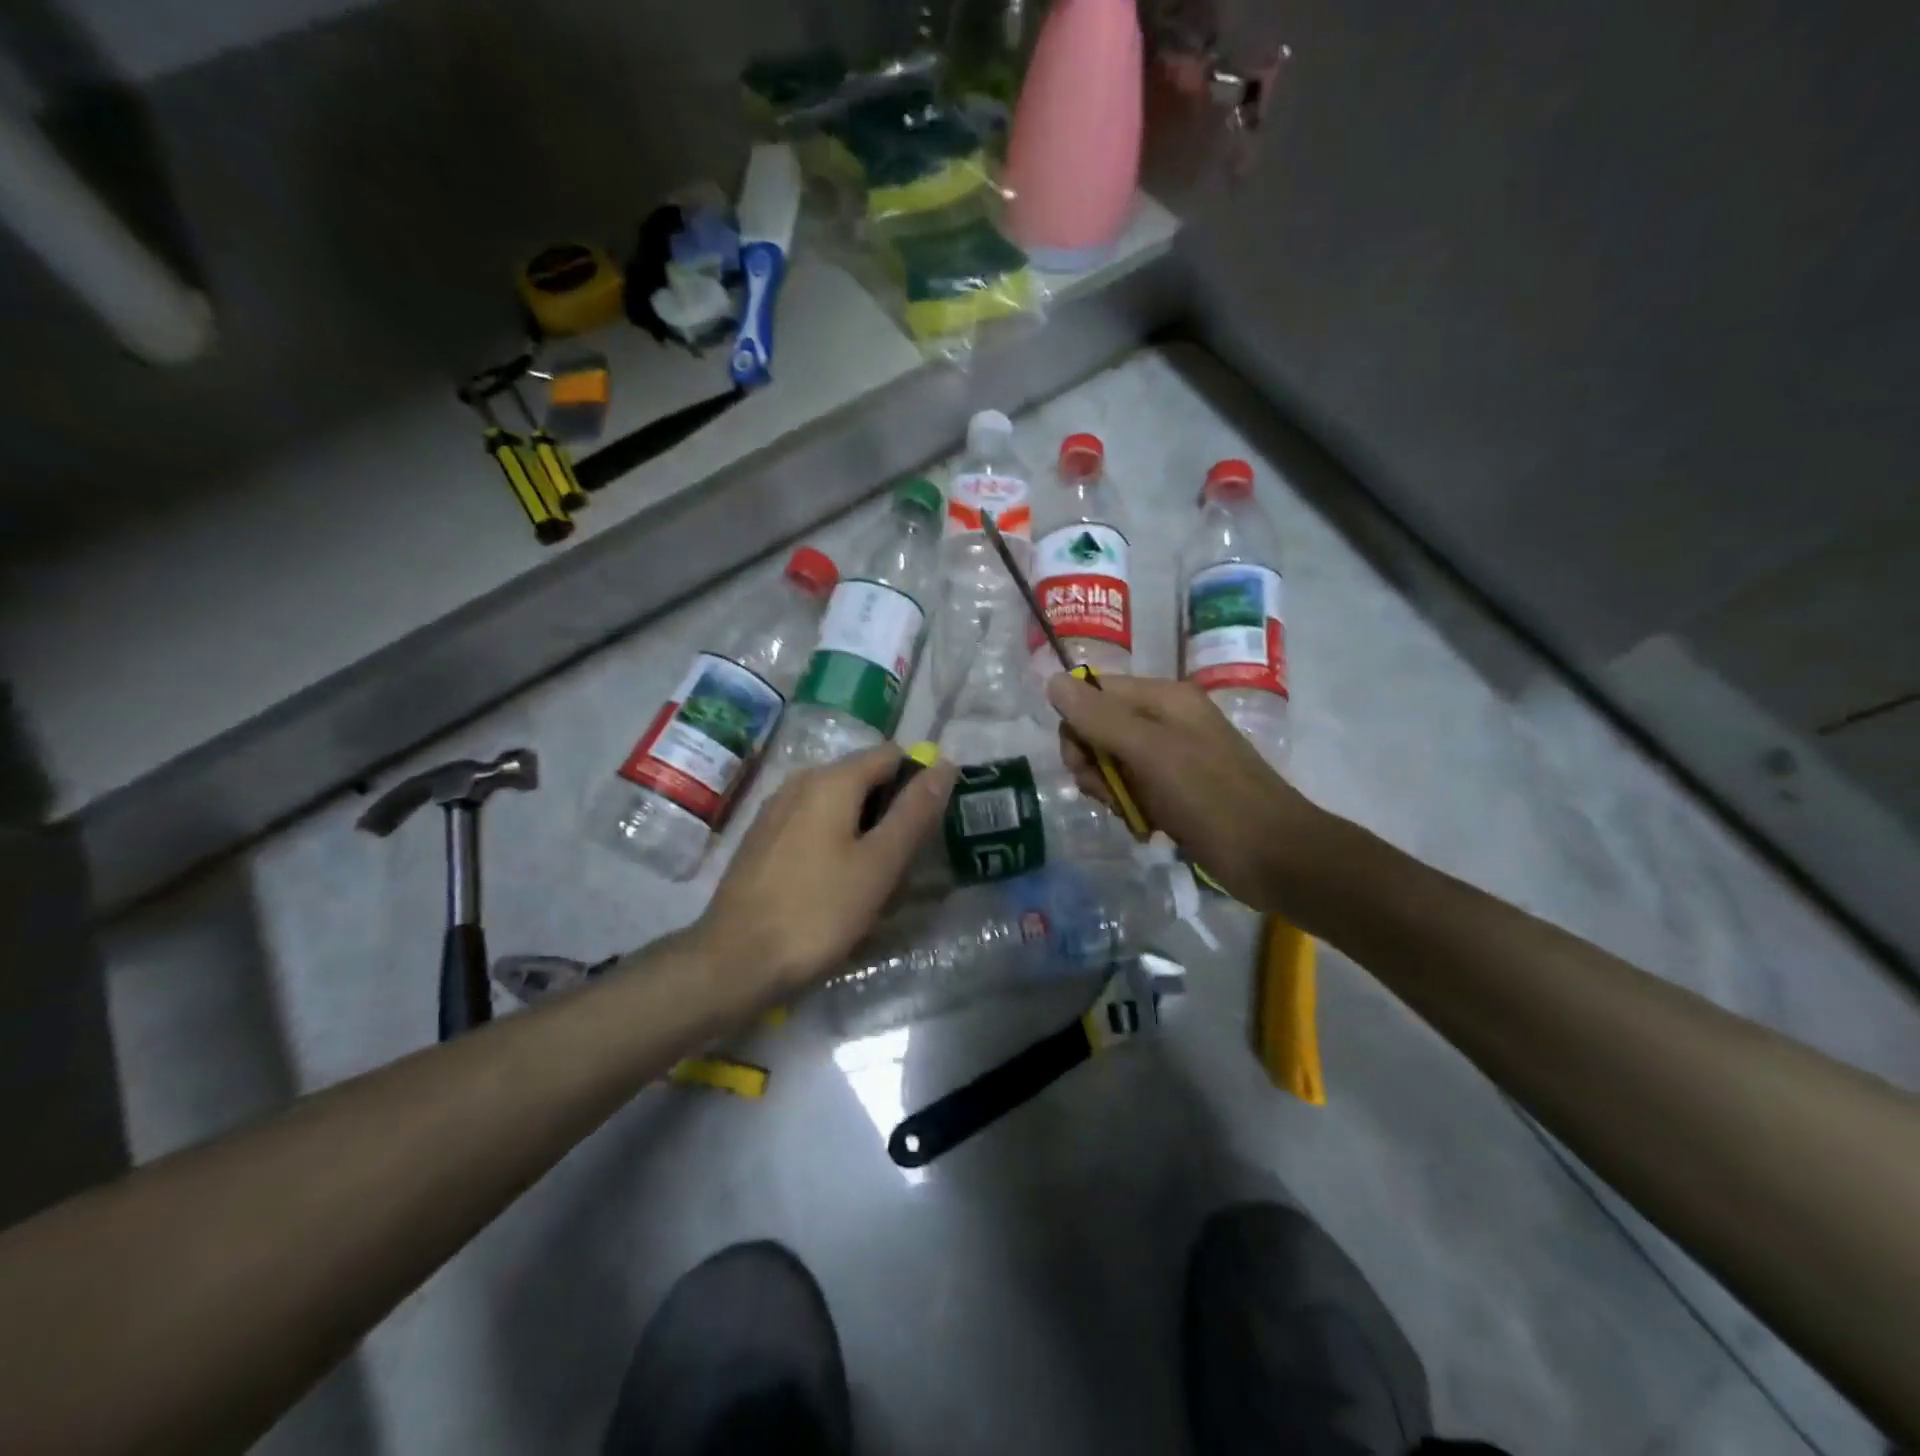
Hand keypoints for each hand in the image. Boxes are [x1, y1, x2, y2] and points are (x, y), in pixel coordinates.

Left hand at [694, 746, 958, 995]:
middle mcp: (800, 782)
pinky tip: (837, 884)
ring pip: (838, 804)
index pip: (891, 755)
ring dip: (865, 830)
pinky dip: (836, 842)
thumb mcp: (879, 864)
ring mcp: (775, 810)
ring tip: (876, 878)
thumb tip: (944, 765)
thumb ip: (914, 812)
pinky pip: (813, 825)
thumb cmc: (817, 912)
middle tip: (907, 860)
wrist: (734, 962)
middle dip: (892, 810)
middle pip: (864, 777)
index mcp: (831, 780)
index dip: (919, 780)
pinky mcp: (761, 839)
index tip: (932, 824)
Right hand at [1049, 672, 1321, 909]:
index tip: (1086, 765)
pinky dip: (1132, 809)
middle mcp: (1166, 719)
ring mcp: (1173, 756)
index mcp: (1163, 698)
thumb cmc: (1212, 798)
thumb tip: (1052, 681)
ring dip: (1113, 792)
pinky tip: (1147, 828)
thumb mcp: (1150, 753)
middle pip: (1098, 730)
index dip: (1078, 728)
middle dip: (1094, 766)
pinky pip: (1134, 790)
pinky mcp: (1178, 790)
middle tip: (1110, 795)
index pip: (1092, 693)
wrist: (1276, 857)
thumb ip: (1100, 717)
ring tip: (1134, 815)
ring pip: (1113, 765)